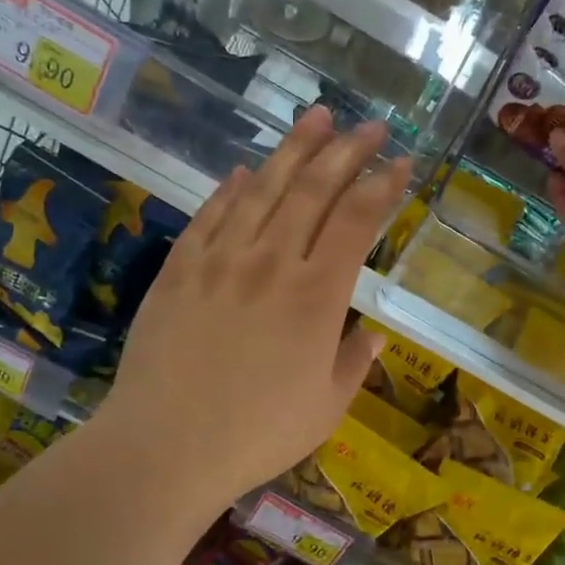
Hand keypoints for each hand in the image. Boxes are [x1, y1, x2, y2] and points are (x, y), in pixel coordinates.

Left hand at [99, 107, 410, 509]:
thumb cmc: (257, 435)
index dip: (382, 186)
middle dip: (347, 151)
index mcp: (317, 296)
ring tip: (316, 118)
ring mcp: (220, 260)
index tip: (400, 163)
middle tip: (370, 126)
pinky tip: (244, 171)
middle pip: (314, 190)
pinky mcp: (179, 269)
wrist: (164, 447)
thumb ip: (355, 362)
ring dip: (293, 150)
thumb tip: (375, 334)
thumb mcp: (326, 407)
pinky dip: (231, 189)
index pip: (357, 221)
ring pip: (262, 189)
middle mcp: (271, 263)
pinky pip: (210, 216)